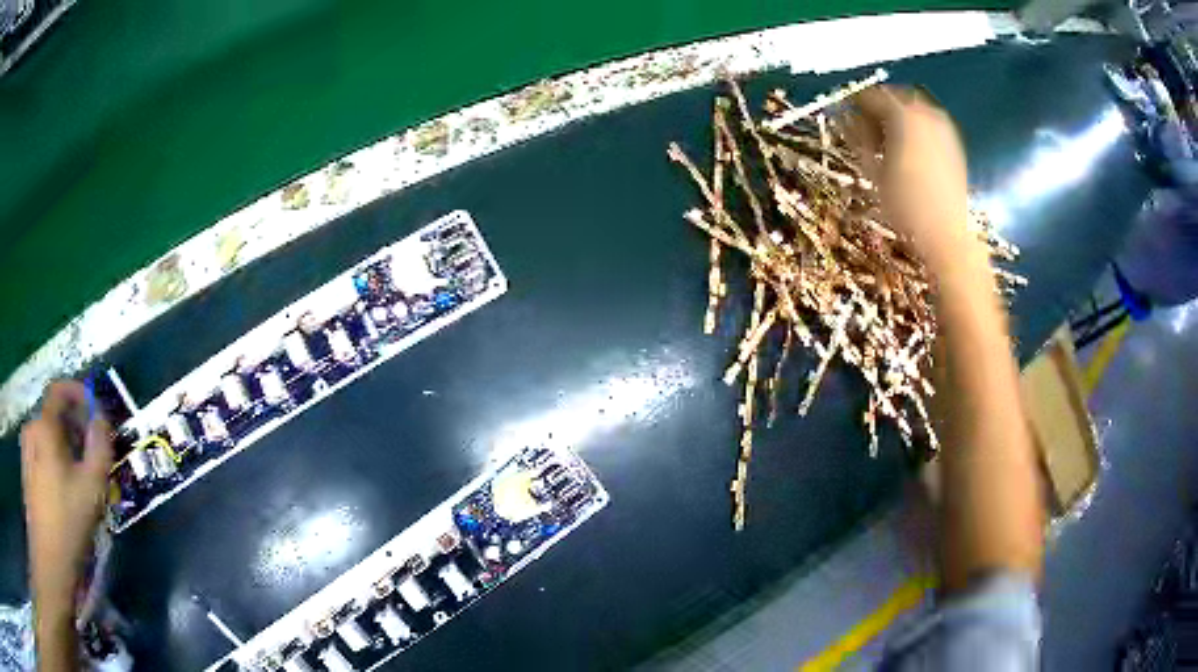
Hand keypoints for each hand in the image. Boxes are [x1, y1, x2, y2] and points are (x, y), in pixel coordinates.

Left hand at [21, 381, 112, 611]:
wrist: (48, 556)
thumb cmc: (67, 521)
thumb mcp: (92, 488)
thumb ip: (100, 448)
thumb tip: (101, 421)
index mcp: (45, 426)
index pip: (59, 389)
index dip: (78, 392)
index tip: (95, 411)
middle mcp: (32, 428)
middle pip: (55, 415)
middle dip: (76, 427)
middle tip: (93, 452)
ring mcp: (27, 449)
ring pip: (49, 436)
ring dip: (67, 446)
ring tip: (82, 476)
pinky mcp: (27, 470)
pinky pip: (43, 452)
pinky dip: (56, 460)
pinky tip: (66, 490)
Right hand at [850, 85, 975, 271]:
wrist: (947, 235)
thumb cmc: (906, 205)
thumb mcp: (873, 170)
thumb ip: (856, 136)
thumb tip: (842, 117)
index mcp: (903, 114)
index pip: (870, 96)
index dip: (854, 106)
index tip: (844, 121)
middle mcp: (926, 113)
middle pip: (894, 98)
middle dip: (877, 110)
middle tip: (865, 131)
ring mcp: (943, 128)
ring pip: (913, 110)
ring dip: (896, 120)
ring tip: (886, 144)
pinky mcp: (953, 144)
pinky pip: (928, 125)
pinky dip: (914, 131)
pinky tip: (907, 153)